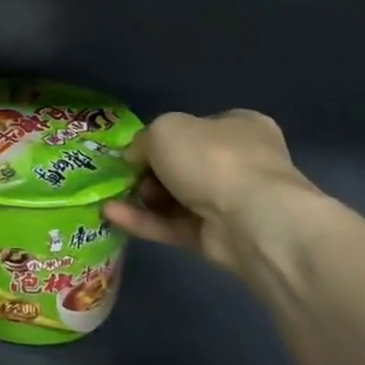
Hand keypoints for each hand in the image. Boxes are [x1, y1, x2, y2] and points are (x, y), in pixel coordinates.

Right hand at [103, 110, 317, 279]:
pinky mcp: (220, 238)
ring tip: (113, 196)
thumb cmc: (211, 159)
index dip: (163, 137)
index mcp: (239, 126)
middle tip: (128, 175)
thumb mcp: (162, 129)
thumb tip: (136, 158)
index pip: (196, 127)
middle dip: (150, 171)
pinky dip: (144, 220)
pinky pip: (174, 225)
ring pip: (177, 197)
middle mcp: (241, 162)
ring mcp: (233, 202)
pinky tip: (112, 214)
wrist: (252, 220)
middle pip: (184, 164)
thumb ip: (143, 141)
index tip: (136, 149)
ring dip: (144, 197)